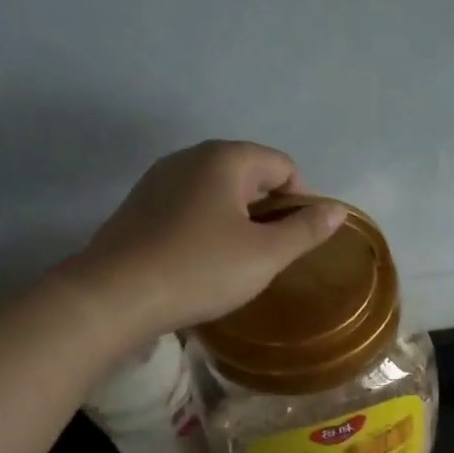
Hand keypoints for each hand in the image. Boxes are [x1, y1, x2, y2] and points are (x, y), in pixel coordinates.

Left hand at [57, 140, 346, 343]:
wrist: (115, 295)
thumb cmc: (201, 270)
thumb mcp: (265, 255)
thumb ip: (306, 230)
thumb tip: (338, 210)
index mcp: (225, 159)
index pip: (282, 165)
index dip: (301, 200)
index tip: (299, 240)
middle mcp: (190, 157)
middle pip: (249, 173)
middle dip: (270, 209)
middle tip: (273, 253)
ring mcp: (160, 179)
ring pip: (218, 190)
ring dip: (240, 218)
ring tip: (241, 260)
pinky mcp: (141, 205)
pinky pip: (190, 205)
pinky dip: (209, 225)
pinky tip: (205, 260)